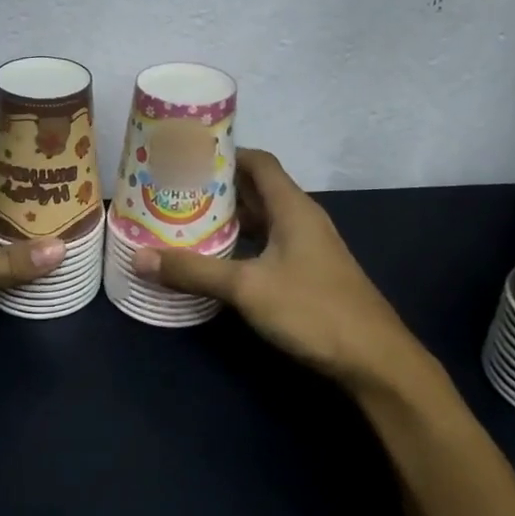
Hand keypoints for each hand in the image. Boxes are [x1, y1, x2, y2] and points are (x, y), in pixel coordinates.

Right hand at [132, 149, 437, 400]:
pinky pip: (267, 245)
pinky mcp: (308, 274)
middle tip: (174, 189)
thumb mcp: (247, 288)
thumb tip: (139, 258)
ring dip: (228, 218)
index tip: (186, 156)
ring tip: (186, 219)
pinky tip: (216, 259)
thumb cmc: (313, 310)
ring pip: (262, 220)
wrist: (376, 361)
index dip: (225, 154)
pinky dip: (241, 245)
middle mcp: (301, 220)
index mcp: (292, 208)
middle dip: (217, 188)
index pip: (258, 162)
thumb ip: (193, 271)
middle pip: (256, 189)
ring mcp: (307, 249)